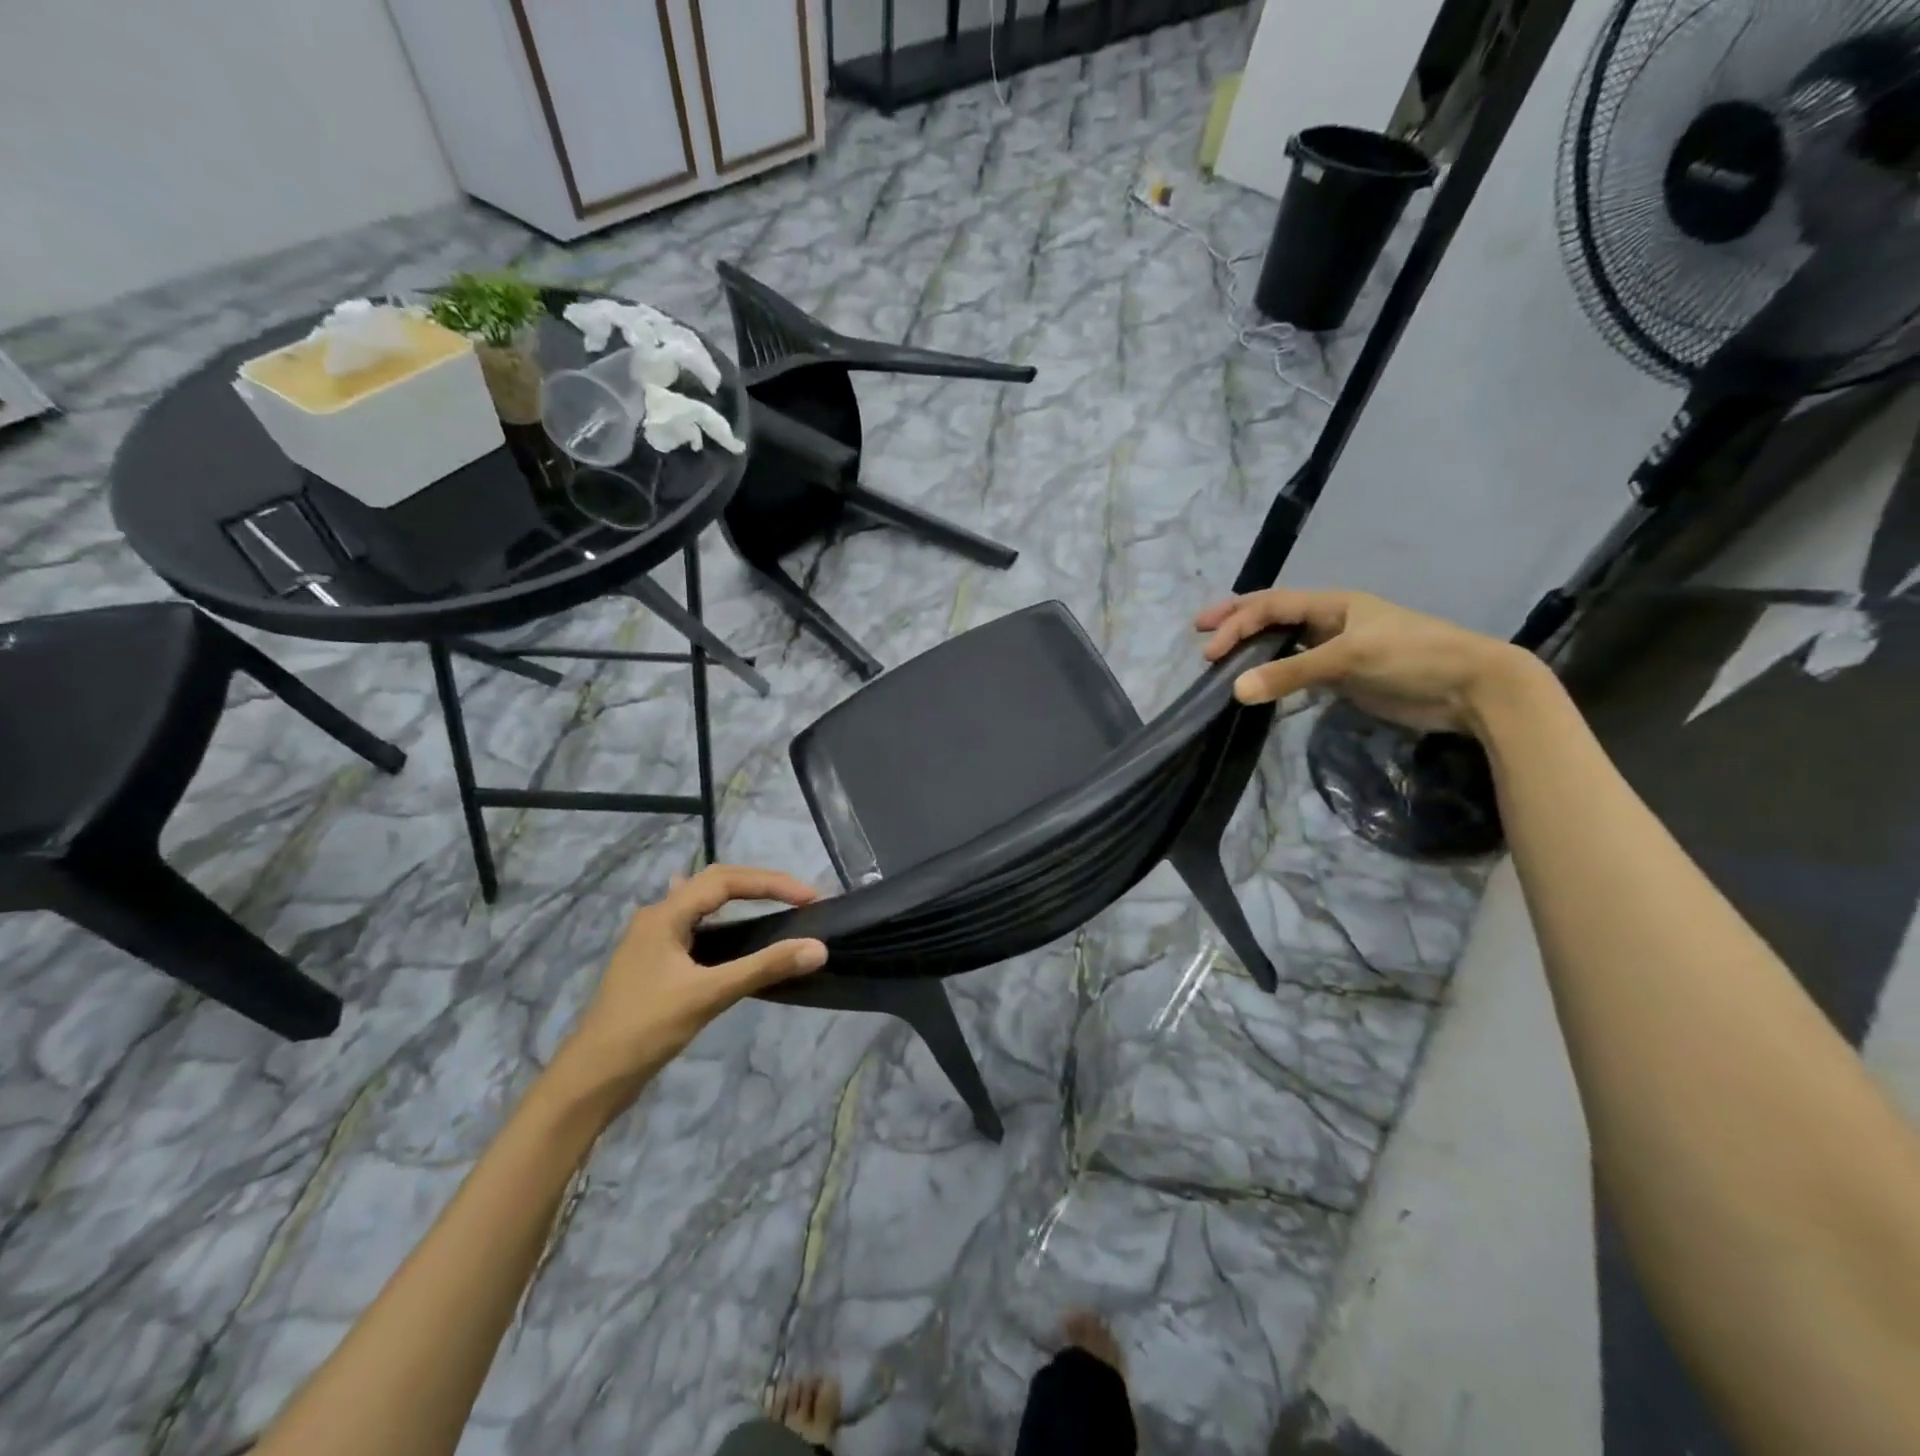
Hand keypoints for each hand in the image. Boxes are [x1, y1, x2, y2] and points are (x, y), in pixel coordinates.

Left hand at [553, 866, 826, 1105]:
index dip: (771, 883)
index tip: (810, 898)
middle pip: (714, 883)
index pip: (726, 880)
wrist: (591, 1078)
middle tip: (798, 897)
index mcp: (665, 915)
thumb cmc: (647, 1028)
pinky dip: (722, 920)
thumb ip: (764, 967)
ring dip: (740, 899)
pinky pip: (695, 926)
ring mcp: (652, 940)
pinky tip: (726, 927)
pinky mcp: (654, 963)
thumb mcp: (709, 995)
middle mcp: (657, 917)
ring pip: (702, 903)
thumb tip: (818, 948)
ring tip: (774, 904)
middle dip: (759, 885)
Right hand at [1195, 588, 1543, 735]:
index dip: (1236, 622)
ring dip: (1253, 648)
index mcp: (1332, 603)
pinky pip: (1298, 670)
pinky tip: (1258, 683)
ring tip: (1222, 659)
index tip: (1209, 650)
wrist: (1470, 688)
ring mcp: (1337, 649)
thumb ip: (1291, 673)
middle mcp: (1330, 621)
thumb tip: (1235, 690)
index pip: (1271, 605)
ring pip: (1283, 643)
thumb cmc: (1412, 657)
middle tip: (1201, 632)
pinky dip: (1273, 674)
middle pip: (1273, 615)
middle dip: (1236, 621)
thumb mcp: (1349, 659)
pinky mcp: (1344, 677)